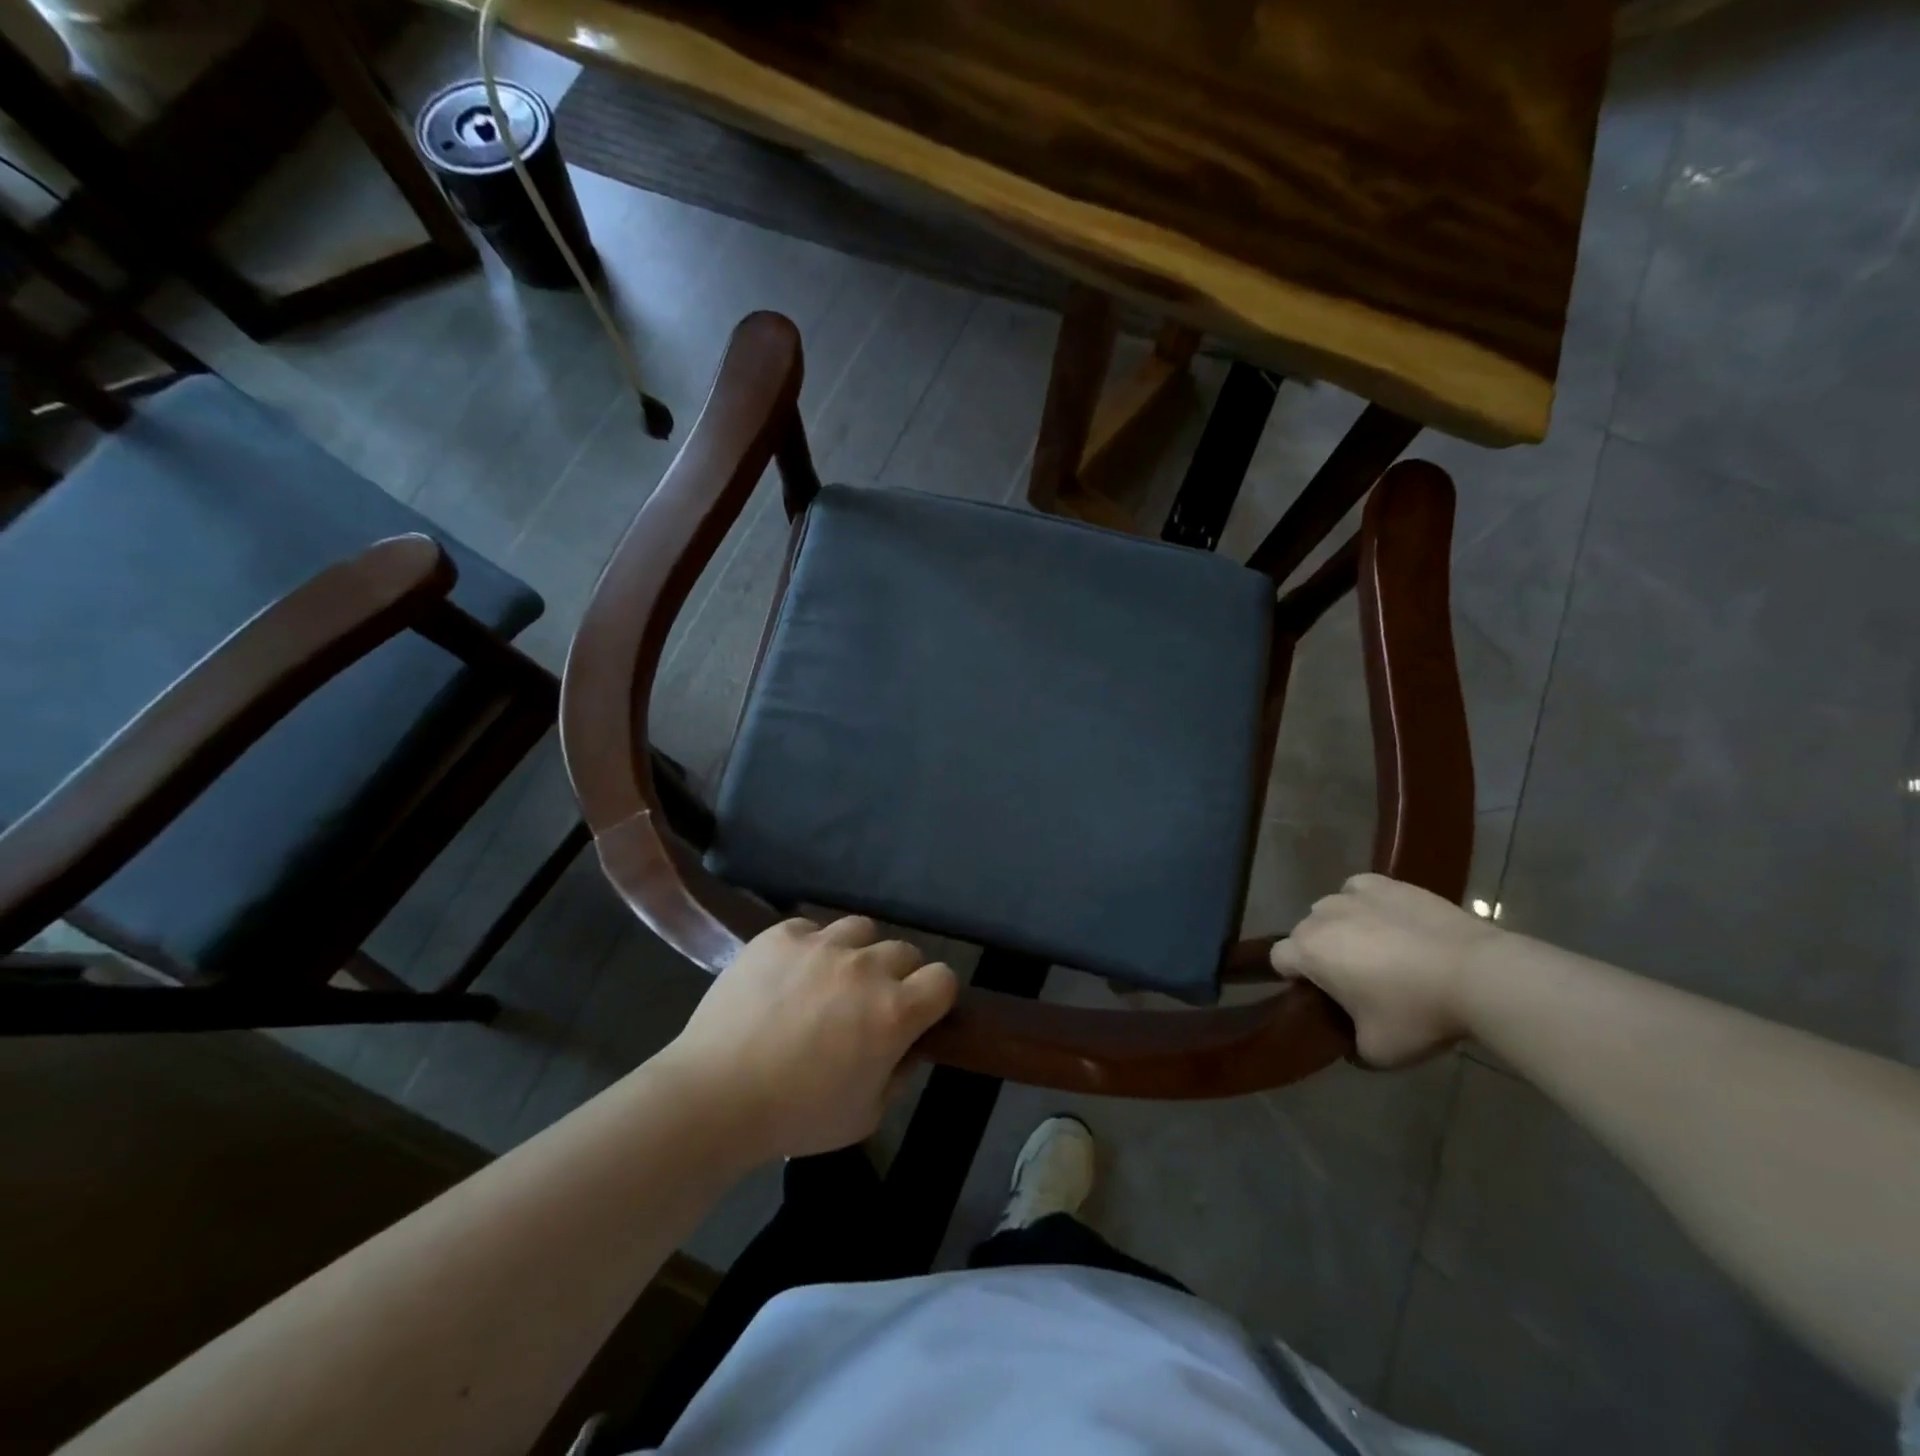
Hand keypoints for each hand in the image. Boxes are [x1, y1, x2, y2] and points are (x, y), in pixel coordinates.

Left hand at [663, 916, 956, 1160]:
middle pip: (905, 951)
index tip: (919, 1015)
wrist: (714, 1096)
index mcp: (894, 1011)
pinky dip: (810, 947)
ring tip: (831, 979)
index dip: (936, 997)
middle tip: (870, 1004)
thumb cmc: (795, 1116)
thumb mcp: (866, 1115)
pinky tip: (791, 973)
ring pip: (861, 929)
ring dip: (858, 953)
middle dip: (898, 976)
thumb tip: (907, 1046)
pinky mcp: (781, 935)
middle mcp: (865, 967)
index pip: (944, 979)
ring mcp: (821, 944)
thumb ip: (899, 1075)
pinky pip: (811, 927)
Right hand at [1270, 873, 1500, 1066]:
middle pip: (1305, 933)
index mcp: (1309, 951)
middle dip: (1320, 953)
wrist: (1479, 974)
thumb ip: (1351, 1047)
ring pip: (1332, 910)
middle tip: (1356, 982)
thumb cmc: (1417, 1013)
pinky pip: (1361, 891)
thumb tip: (1350, 1043)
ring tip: (1380, 952)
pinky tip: (1391, 924)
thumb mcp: (1378, 1053)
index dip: (1295, 980)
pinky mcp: (1389, 884)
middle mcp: (1321, 915)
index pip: (1279, 960)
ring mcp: (1355, 894)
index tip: (1323, 999)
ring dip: (1343, 928)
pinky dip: (1368, 905)